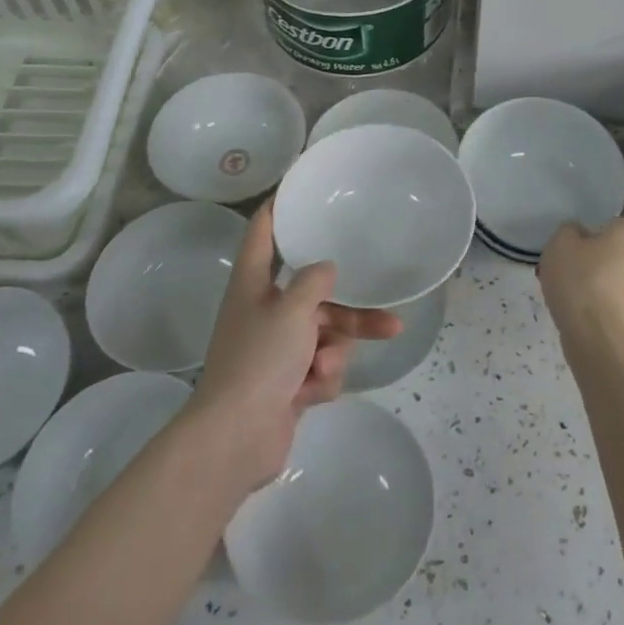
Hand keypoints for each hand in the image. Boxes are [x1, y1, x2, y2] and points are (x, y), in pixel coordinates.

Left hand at [189, 201, 401, 487]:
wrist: (236, 437)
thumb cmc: (260, 360)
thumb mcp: (292, 310)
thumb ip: (314, 282)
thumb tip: (326, 268)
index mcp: (252, 283)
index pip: (262, 232)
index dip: (278, 208)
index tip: (298, 187)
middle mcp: (263, 310)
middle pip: (314, 294)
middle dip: (349, 308)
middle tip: (387, 312)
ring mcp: (276, 349)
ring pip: (324, 334)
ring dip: (337, 350)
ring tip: (351, 357)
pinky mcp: (287, 382)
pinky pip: (320, 367)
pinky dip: (321, 378)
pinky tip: (312, 391)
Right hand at [537, 218, 623, 353]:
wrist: (602, 342)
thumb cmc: (580, 283)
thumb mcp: (559, 245)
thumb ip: (569, 231)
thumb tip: (579, 234)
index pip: (611, 226)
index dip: (589, 239)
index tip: (572, 255)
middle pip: (621, 254)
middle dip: (602, 263)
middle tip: (574, 278)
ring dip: (610, 288)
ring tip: (583, 305)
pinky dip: (616, 312)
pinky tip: (595, 323)